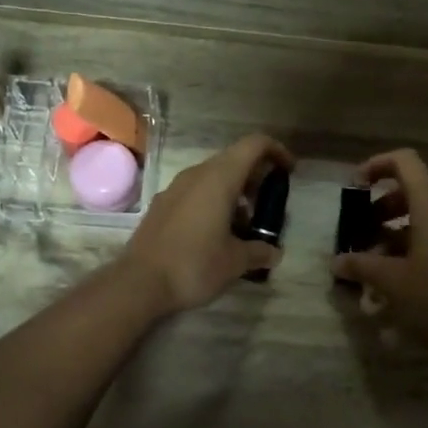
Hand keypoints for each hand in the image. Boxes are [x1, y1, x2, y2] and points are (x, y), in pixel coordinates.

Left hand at [121, 134, 294, 314]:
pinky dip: (213, 201)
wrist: (139, 282)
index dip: (276, 151)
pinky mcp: (162, 205)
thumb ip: (259, 251)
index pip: (253, 145)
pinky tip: (216, 232)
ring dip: (234, 191)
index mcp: (219, 178)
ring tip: (245, 224)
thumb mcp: (235, 262)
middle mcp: (196, 174)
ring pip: (212, 176)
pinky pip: (195, 191)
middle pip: (233, 160)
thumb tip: (274, 253)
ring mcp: (175, 188)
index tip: (289, 171)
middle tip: (268, 204)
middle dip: (256, 177)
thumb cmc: (194, 265)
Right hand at [330, 148, 427, 353]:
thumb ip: (360, 265)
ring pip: (423, 218)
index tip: (355, 187)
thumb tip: (336, 262)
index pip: (405, 162)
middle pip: (411, 192)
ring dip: (394, 232)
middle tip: (360, 233)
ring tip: (373, 263)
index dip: (377, 165)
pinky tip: (397, 280)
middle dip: (380, 208)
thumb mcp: (390, 281)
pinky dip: (413, 248)